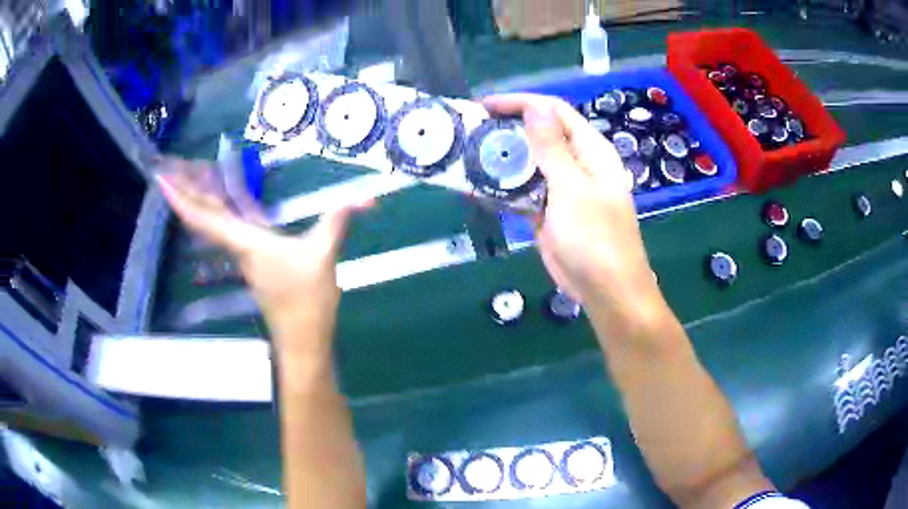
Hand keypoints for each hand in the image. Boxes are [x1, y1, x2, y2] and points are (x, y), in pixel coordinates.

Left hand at [155, 157, 371, 356]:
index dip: (181, 197)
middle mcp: (237, 245)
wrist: (303, 339)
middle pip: (202, 213)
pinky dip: (219, 206)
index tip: (159, 178)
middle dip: (184, 188)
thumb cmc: (305, 302)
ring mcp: (244, 253)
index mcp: (245, 241)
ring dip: (199, 196)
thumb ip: (337, 223)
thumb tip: (366, 198)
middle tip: (168, 164)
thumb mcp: (323, 257)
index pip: (204, 216)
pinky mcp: (254, 259)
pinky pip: (227, 225)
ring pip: (213, 219)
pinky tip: (223, 197)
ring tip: (191, 171)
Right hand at [483, 94, 659, 309]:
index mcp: (590, 150)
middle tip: (470, 131)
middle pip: (539, 135)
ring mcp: (561, 188)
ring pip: (528, 163)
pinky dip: (503, 188)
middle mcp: (576, 163)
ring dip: (501, 158)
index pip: (554, 112)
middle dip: (506, 129)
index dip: (521, 103)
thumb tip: (536, 107)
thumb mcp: (573, 188)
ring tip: (466, 155)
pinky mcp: (548, 211)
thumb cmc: (595, 238)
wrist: (604, 289)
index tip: (485, 106)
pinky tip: (477, 186)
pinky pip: (523, 191)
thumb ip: (552, 148)